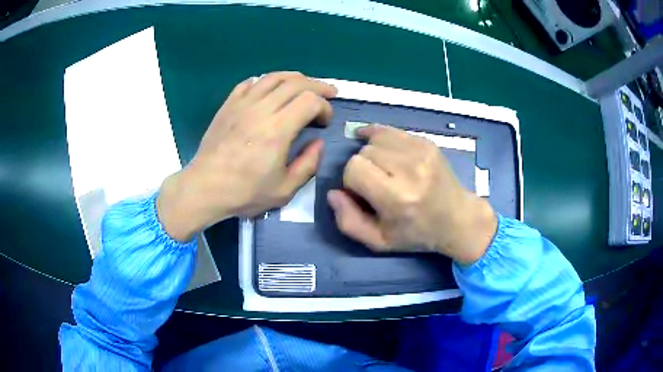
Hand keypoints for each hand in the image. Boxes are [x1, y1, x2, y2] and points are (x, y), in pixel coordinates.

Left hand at [157, 72, 336, 240]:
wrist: (205, 188)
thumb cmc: (245, 192)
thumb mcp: (284, 190)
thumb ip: (308, 165)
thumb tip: (318, 143)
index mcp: (278, 130)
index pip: (310, 101)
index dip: (325, 107)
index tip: (324, 122)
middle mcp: (261, 109)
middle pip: (296, 83)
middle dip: (317, 86)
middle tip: (328, 93)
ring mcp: (242, 104)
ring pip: (273, 77)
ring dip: (294, 78)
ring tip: (304, 85)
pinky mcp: (228, 105)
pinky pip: (250, 82)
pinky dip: (265, 81)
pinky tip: (270, 89)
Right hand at [327, 125, 496, 264]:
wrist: (458, 218)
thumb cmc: (417, 233)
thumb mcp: (379, 242)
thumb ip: (349, 222)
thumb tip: (332, 193)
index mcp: (398, 197)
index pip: (354, 168)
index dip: (352, 181)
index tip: (363, 193)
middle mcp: (411, 169)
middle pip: (364, 152)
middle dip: (363, 167)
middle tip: (377, 184)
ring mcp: (422, 151)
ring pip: (376, 138)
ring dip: (373, 153)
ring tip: (384, 169)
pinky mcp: (427, 142)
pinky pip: (391, 131)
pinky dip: (381, 139)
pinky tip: (383, 149)